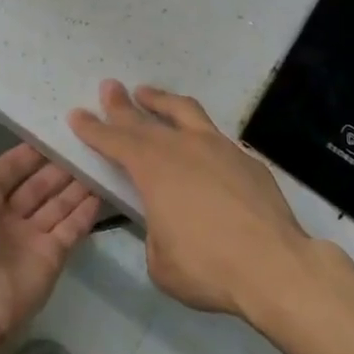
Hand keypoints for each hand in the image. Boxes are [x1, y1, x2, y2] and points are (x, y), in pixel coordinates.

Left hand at [0, 110, 102, 341]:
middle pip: (37, 186)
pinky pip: (72, 229)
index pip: (9, 169)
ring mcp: (30, 239)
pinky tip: (103, 191)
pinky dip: (86, 212)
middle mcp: (5, 217)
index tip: (53, 132)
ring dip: (75, 185)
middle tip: (85, 143)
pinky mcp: (52, 257)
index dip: (28, 153)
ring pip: (57, 205)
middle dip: (57, 167)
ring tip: (100, 159)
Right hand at [69, 79, 310, 319]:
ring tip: (148, 93)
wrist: (275, 266)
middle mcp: (183, 148)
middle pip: (144, 119)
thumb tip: (164, 224)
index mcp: (154, 169)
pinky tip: (198, 143)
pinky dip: (197, 131)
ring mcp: (218, 148)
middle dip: (121, 104)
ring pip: (184, 112)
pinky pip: (214, 136)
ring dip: (161, 101)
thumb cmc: (208, 267)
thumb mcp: (161, 261)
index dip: (93, 128)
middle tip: (109, 86)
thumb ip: (155, 233)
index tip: (77, 114)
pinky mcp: (246, 159)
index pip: (115, 141)